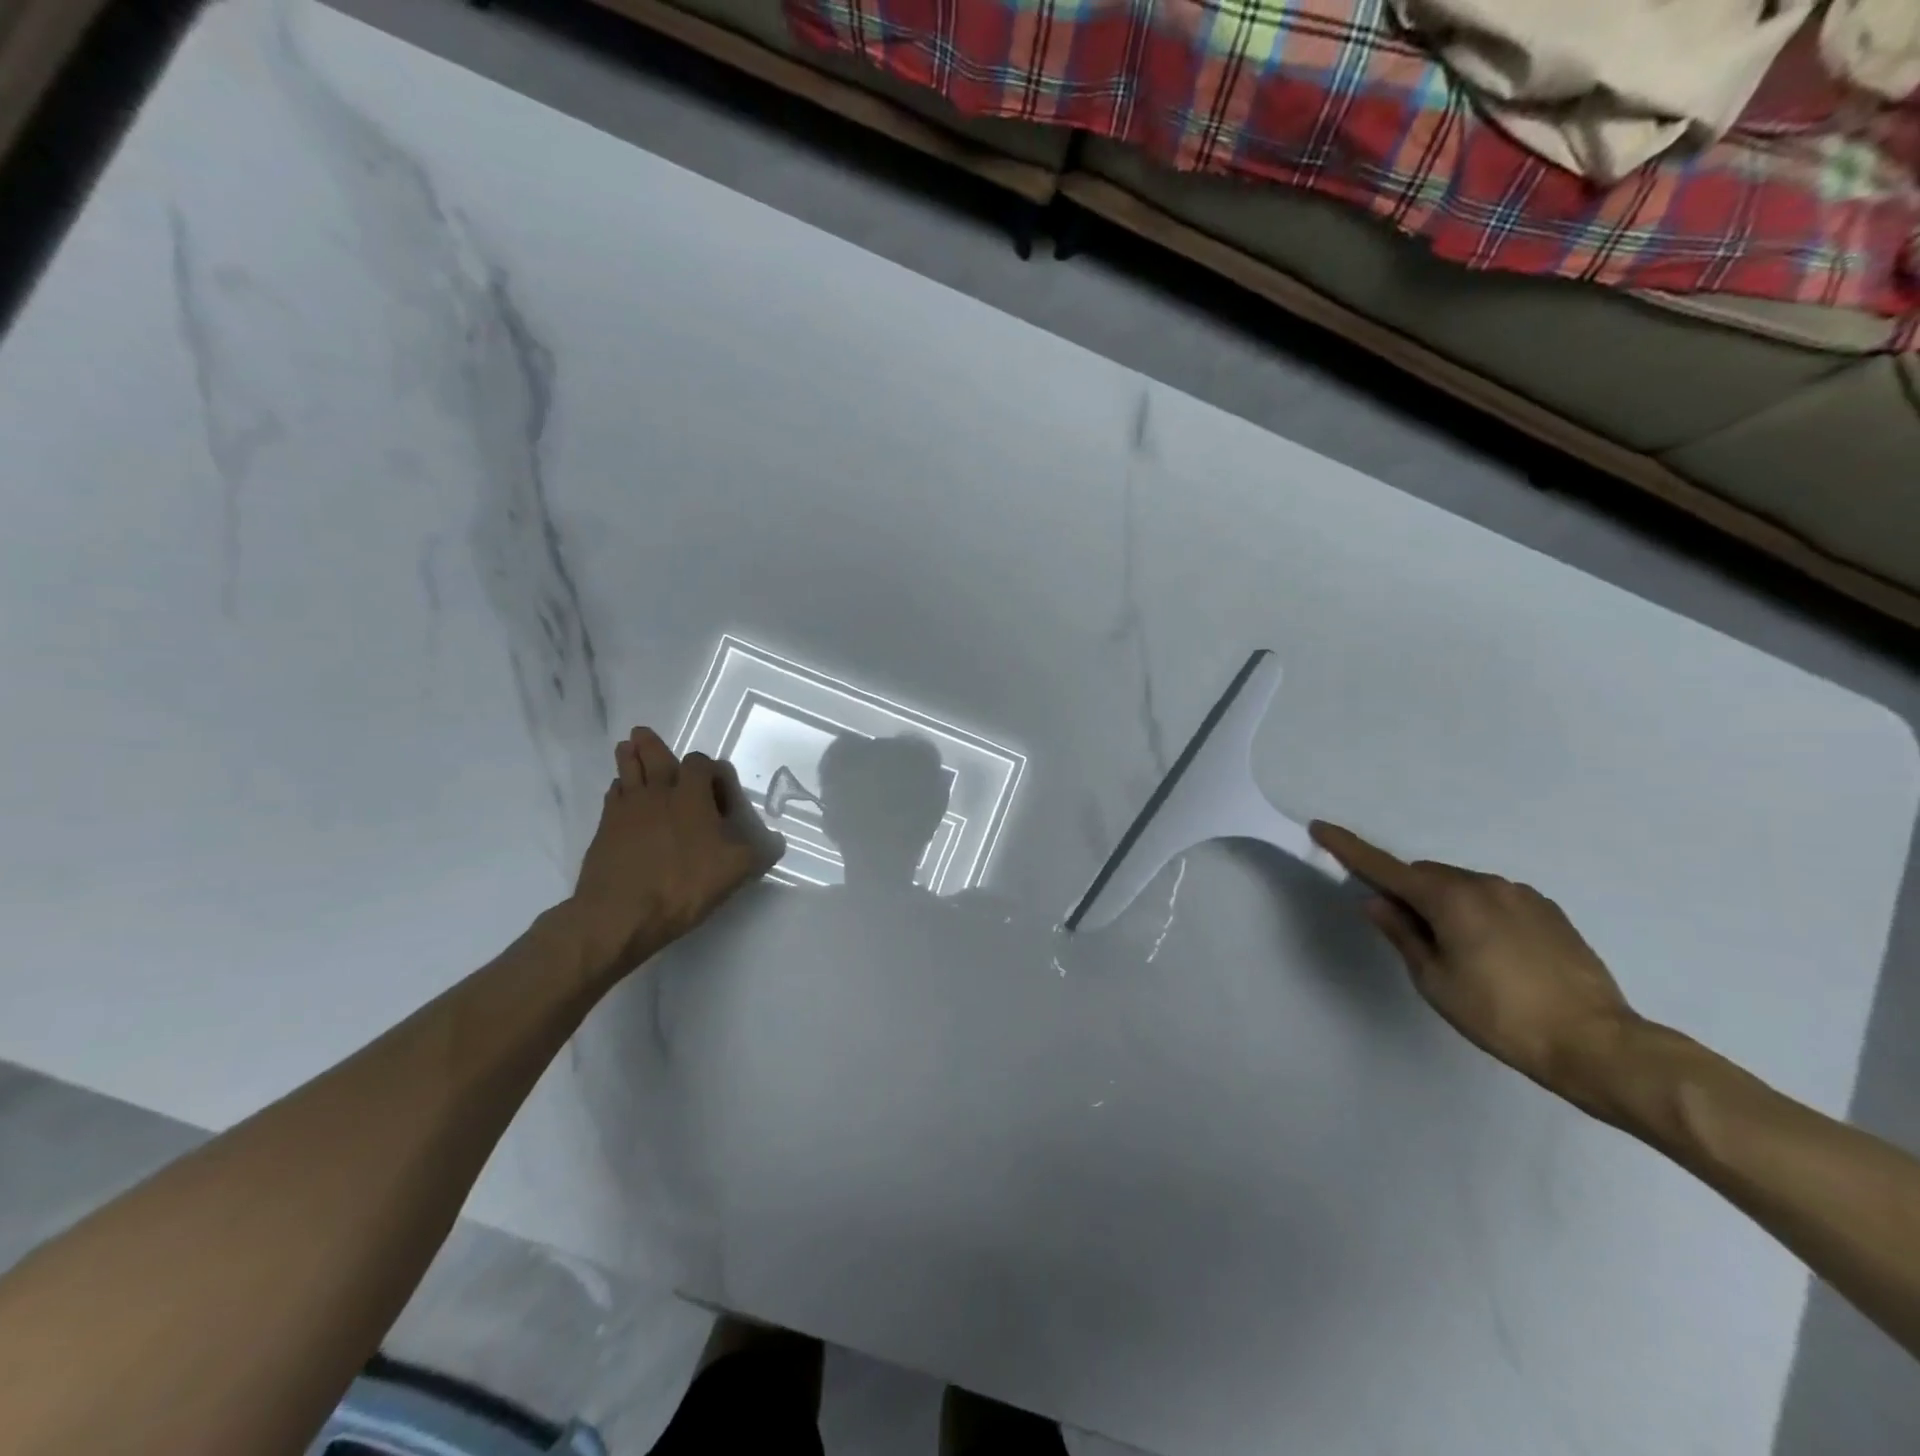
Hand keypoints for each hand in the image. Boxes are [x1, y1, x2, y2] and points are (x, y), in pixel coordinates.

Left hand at [564, 727, 783, 980]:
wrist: (620, 914)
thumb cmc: (684, 884)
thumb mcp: (736, 870)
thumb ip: (759, 851)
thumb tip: (776, 842)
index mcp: (692, 795)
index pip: (700, 763)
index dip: (711, 770)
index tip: (719, 790)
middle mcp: (658, 792)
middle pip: (653, 756)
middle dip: (652, 745)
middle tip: (643, 734)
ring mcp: (627, 809)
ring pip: (627, 771)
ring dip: (629, 758)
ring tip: (626, 748)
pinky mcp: (604, 829)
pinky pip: (612, 797)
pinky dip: (618, 790)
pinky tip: (621, 796)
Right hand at [1310, 821, 1640, 1112]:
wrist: (1597, 1045)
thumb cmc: (1500, 1016)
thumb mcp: (1435, 980)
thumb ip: (1402, 934)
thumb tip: (1377, 902)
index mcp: (1450, 899)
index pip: (1385, 868)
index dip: (1349, 849)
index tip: (1321, 828)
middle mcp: (1485, 884)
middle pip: (1427, 876)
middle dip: (1409, 894)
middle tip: (1411, 936)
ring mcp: (1522, 895)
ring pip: (1462, 887)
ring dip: (1446, 905)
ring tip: (1460, 954)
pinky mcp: (1549, 912)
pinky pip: (1495, 899)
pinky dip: (1479, 914)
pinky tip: (1494, 955)